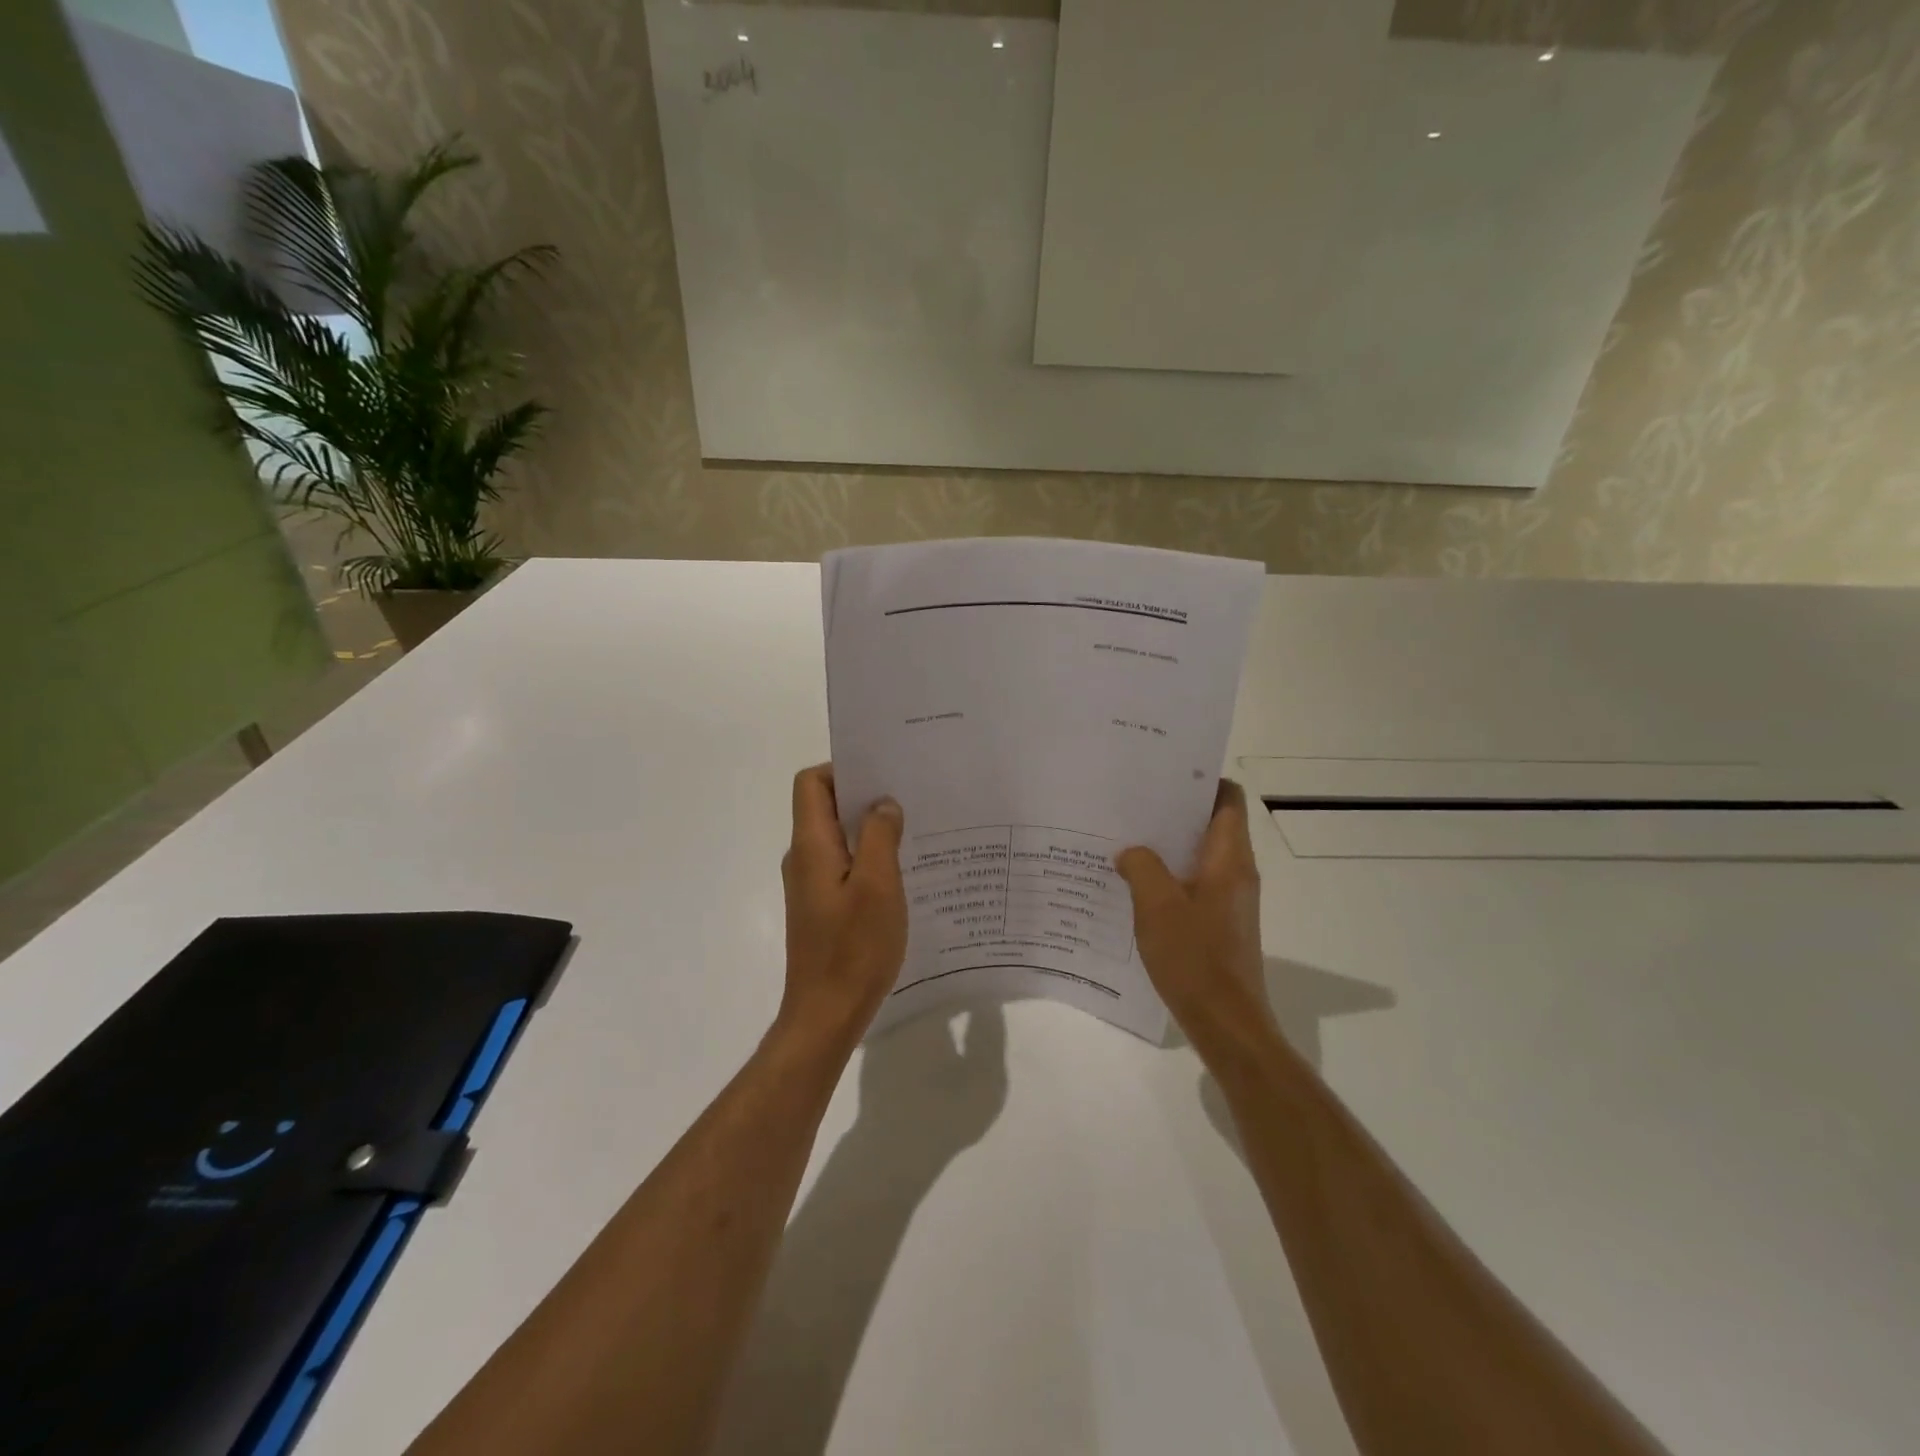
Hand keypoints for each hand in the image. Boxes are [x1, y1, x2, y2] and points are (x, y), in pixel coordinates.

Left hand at [779, 764, 908, 1047]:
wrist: (826, 1015)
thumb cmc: (853, 948)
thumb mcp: (877, 885)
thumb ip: (879, 836)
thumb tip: (882, 804)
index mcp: (811, 846)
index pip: (812, 783)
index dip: (842, 769)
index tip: (883, 774)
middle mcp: (804, 859)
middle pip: (825, 807)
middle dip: (864, 796)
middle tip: (909, 796)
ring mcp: (811, 886)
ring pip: (838, 839)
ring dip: (869, 830)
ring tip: (913, 831)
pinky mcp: (822, 908)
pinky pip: (844, 866)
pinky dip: (868, 859)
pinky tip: (902, 873)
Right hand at [1116, 781, 1272, 1052]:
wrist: (1226, 1023)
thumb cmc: (1195, 957)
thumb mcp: (1156, 905)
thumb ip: (1140, 867)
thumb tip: (1130, 852)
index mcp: (1230, 859)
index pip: (1228, 799)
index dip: (1202, 780)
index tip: (1163, 774)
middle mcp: (1237, 872)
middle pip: (1211, 824)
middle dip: (1174, 811)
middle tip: (1132, 803)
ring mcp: (1230, 899)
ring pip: (1200, 856)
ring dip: (1167, 846)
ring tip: (1126, 838)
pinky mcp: (1220, 923)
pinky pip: (1194, 884)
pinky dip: (1169, 876)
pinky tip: (1134, 884)